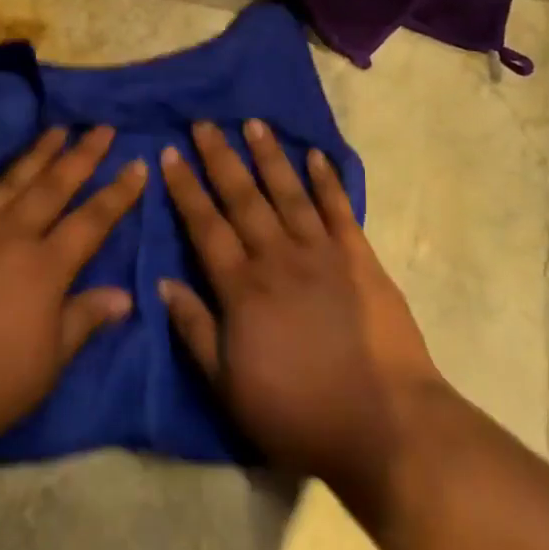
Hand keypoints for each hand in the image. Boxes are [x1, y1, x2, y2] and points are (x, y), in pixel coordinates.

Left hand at [0, 125, 146, 466]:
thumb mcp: (46, 365)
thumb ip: (84, 320)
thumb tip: (126, 294)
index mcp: (44, 267)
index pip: (92, 220)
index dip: (119, 192)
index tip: (138, 164)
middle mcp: (10, 235)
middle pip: (54, 185)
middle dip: (83, 155)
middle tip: (102, 128)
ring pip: (10, 181)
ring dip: (37, 154)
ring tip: (57, 131)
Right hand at [157, 120, 449, 512]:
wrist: (385, 426)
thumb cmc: (298, 414)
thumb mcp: (229, 387)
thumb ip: (195, 331)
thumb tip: (163, 283)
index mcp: (242, 289)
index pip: (205, 226)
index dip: (185, 188)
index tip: (170, 154)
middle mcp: (278, 258)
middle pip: (243, 198)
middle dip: (220, 158)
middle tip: (204, 123)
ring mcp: (322, 254)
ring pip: (289, 193)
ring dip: (270, 156)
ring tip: (254, 123)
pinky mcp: (360, 260)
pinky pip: (339, 211)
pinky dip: (328, 181)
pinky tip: (317, 156)